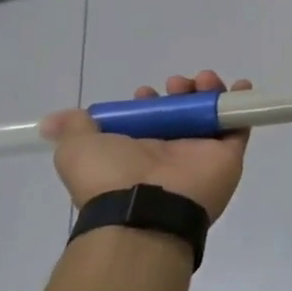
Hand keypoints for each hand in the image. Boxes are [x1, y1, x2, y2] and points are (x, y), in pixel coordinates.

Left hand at [41, 71, 252, 221]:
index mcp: (138, 151)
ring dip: (209, 91)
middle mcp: (171, 151)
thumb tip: (49, 122)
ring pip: (211, 113)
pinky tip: (240, 86)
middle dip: (181, 90)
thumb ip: (72, 129)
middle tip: (177, 85)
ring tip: (204, 81)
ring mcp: (201, 152)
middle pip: (183, 111)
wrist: (144, 209)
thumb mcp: (76, 150)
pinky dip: (242, 104)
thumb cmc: (110, 177)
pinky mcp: (228, 155)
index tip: (144, 94)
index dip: (150, 101)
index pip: (151, 119)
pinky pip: (240, 125)